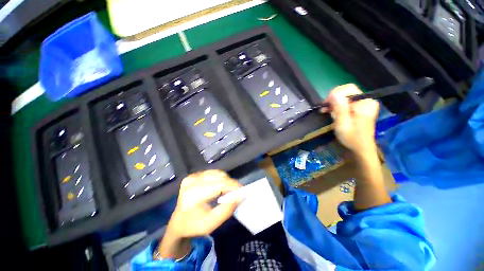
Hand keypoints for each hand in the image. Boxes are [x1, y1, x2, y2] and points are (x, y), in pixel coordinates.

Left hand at [169, 170, 242, 236]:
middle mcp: (191, 182)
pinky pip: (212, 173)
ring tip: (228, 190)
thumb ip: (228, 209)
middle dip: (230, 183)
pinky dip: (219, 178)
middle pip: (219, 177)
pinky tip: (220, 186)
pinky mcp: (193, 175)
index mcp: (193, 195)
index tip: (243, 190)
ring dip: (226, 180)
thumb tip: (241, 195)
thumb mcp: (212, 223)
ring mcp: (191, 177)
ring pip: (217, 173)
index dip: (233, 186)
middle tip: (236, 193)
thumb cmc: (194, 226)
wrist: (178, 223)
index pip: (219, 184)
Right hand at [321, 84, 378, 155]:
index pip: (349, 89)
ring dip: (334, 102)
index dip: (335, 94)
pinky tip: (332, 110)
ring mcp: (365, 103)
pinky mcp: (361, 106)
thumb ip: (339, 108)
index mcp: (364, 103)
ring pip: (346, 95)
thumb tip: (334, 93)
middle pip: (347, 91)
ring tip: (327, 111)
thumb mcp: (342, 124)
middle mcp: (367, 100)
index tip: (326, 104)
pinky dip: (338, 104)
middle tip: (325, 109)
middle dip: (334, 98)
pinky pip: (347, 100)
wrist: (361, 147)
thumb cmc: (351, 137)